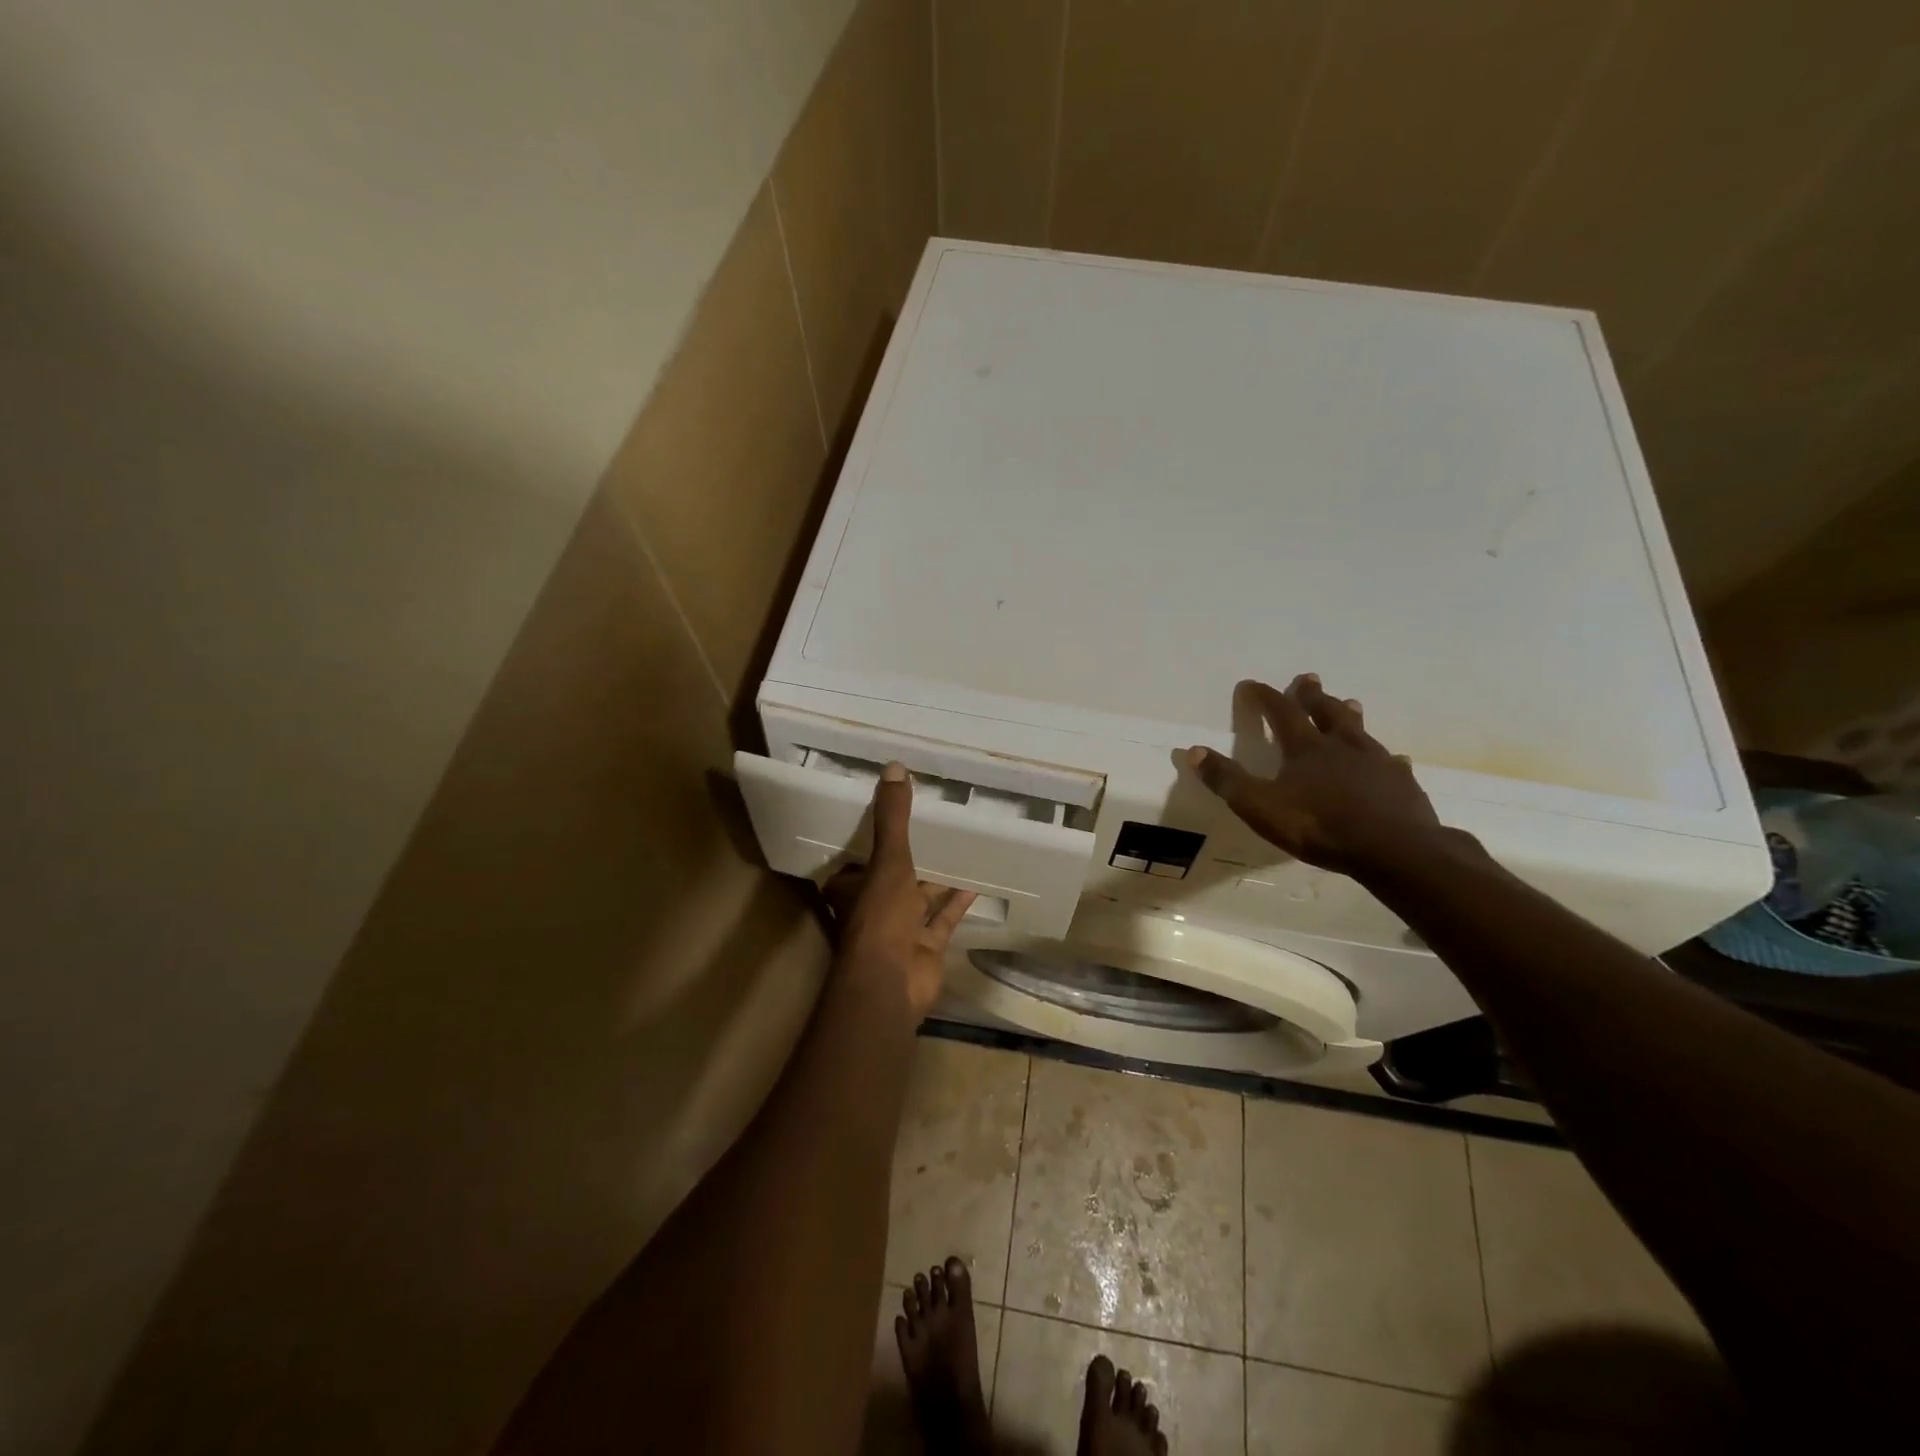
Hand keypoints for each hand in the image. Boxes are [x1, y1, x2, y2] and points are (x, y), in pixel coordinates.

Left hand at [823, 763, 976, 1016]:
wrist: (892, 982)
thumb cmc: (880, 917)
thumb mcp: (888, 860)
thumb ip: (893, 817)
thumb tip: (894, 766)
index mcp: (852, 887)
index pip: (858, 858)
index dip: (871, 838)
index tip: (892, 814)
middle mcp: (874, 906)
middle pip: (893, 876)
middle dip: (912, 857)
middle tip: (935, 825)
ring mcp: (901, 928)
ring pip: (921, 896)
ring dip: (938, 877)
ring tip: (961, 847)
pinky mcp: (926, 944)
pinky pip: (944, 917)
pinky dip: (958, 901)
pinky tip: (976, 880)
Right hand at [1185, 675, 1441, 876]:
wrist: (1393, 849)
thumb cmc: (1319, 826)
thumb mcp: (1259, 806)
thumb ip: (1227, 780)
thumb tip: (1192, 751)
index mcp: (1305, 748)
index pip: (1280, 712)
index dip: (1263, 697)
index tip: (1250, 684)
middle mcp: (1341, 746)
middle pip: (1325, 712)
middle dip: (1311, 695)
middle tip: (1307, 679)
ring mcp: (1377, 762)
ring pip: (1360, 730)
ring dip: (1350, 715)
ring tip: (1349, 702)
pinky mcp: (1402, 784)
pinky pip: (1393, 764)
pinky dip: (1387, 759)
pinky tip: (1395, 761)